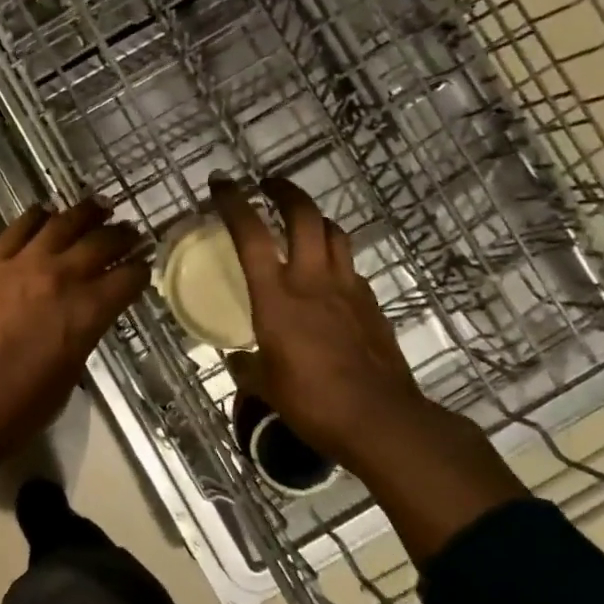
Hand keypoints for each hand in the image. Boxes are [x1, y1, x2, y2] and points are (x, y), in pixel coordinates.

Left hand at [0, 200, 145, 540]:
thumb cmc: (10, 413)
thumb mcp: (62, 382)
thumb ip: (76, 343)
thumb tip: (77, 325)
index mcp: (86, 314)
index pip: (127, 279)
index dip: (140, 271)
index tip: (143, 266)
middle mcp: (60, 279)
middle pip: (101, 242)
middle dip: (122, 235)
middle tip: (130, 231)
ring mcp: (20, 265)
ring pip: (61, 223)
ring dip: (84, 212)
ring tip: (97, 206)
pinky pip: (18, 227)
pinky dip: (37, 216)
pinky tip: (44, 212)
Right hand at [209, 175, 437, 454]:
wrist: (381, 420)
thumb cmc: (312, 402)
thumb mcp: (265, 386)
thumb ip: (247, 365)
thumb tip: (237, 358)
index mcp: (276, 297)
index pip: (251, 235)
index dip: (234, 202)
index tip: (221, 183)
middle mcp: (312, 280)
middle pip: (304, 216)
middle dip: (284, 191)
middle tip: (268, 185)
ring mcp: (347, 289)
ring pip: (334, 233)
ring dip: (315, 218)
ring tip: (300, 221)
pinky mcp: (371, 304)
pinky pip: (350, 266)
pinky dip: (335, 257)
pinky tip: (327, 274)